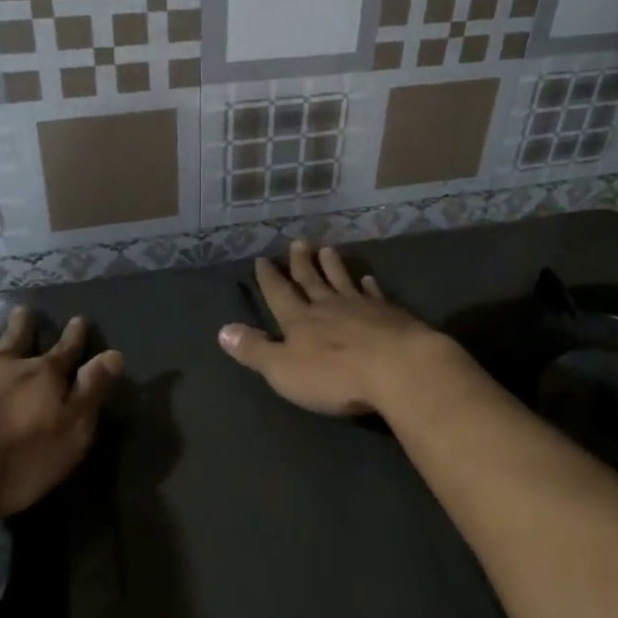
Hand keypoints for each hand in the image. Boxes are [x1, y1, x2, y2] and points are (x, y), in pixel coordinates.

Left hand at [0, 308, 122, 519]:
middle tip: (23, 311)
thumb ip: (92, 390)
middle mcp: (3, 368)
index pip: (65, 351)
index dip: (74, 336)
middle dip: (22, 326)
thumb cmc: (18, 459)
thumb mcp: (72, 430)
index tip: (78, 319)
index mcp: (42, 376)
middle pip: (16, 341)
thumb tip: (114, 354)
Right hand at [217, 240, 456, 415]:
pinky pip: (374, 294)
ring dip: (332, 266)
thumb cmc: (334, 375)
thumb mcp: (283, 369)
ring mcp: (361, 307)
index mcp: (299, 321)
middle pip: (311, 280)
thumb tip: (222, 330)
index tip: (262, 259)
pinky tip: (368, 279)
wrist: (396, 367)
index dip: (269, 278)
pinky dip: (368, 285)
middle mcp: (327, 307)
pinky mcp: (389, 314)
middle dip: (301, 263)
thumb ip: (255, 350)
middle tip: (297, 242)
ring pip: (342, 280)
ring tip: (327, 249)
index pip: (279, 294)